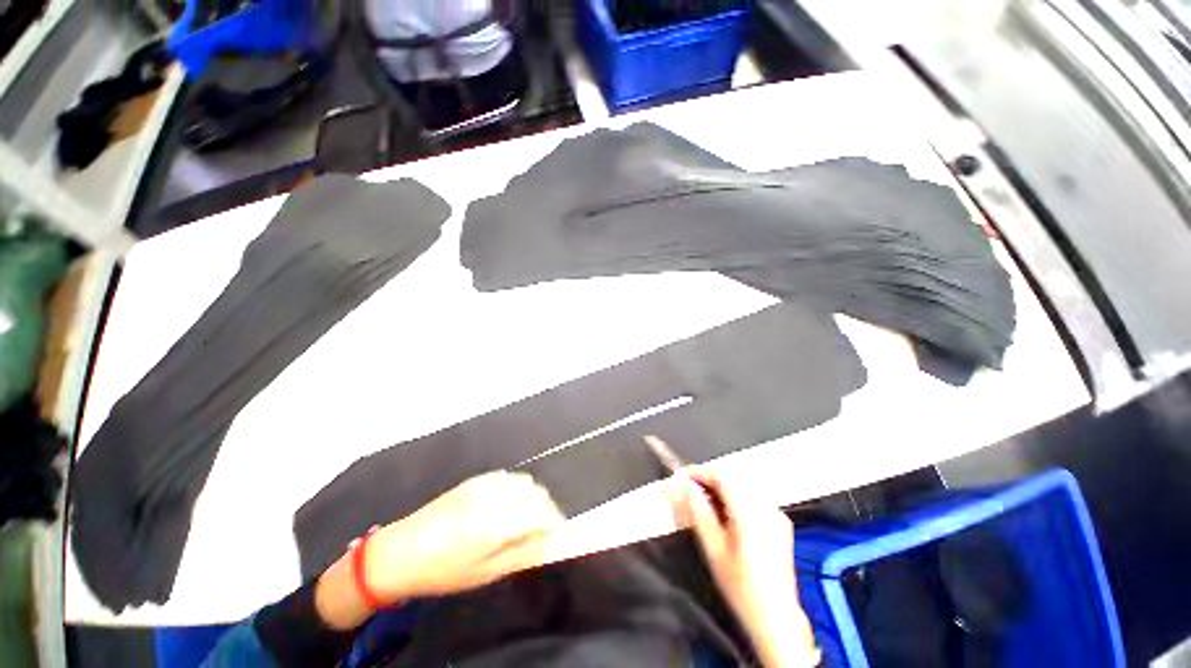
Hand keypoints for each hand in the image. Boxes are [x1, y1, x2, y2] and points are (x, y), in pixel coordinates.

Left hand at [368, 470, 564, 601]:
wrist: (401, 552)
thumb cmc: (444, 571)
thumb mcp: (487, 571)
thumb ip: (524, 553)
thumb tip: (552, 542)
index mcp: (500, 522)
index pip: (544, 513)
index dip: (556, 524)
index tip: (557, 536)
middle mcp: (497, 496)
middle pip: (538, 493)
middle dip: (545, 510)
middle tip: (539, 532)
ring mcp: (486, 483)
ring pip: (525, 482)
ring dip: (532, 498)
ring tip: (523, 520)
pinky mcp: (476, 479)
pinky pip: (508, 478)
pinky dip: (516, 489)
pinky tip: (506, 506)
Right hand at [671, 468, 818, 667]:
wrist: (776, 618)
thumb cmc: (741, 587)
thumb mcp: (712, 548)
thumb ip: (696, 510)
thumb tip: (680, 484)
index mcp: (750, 513)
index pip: (722, 474)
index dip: (698, 472)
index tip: (680, 478)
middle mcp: (766, 507)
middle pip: (732, 475)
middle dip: (708, 478)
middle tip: (689, 491)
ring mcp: (776, 513)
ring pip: (742, 483)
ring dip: (720, 487)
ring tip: (703, 503)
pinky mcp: (779, 521)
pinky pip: (752, 495)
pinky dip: (734, 496)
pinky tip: (725, 514)